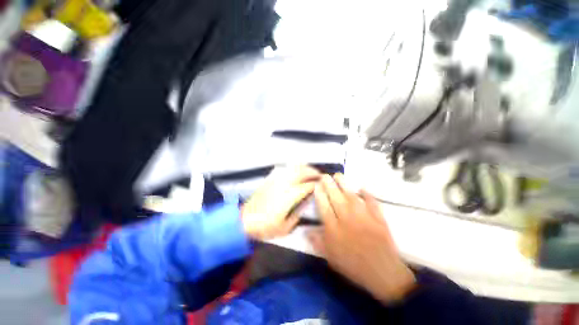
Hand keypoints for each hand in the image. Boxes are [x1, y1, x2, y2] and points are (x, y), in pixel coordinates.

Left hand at [242, 165, 319, 239]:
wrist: (244, 221)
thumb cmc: (265, 227)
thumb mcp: (285, 227)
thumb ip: (298, 213)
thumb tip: (307, 202)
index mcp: (289, 196)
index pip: (307, 186)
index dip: (316, 184)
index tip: (322, 185)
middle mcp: (283, 184)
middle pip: (301, 172)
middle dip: (312, 172)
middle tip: (319, 175)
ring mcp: (276, 180)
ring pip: (293, 168)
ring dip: (304, 168)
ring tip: (310, 171)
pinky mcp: (270, 179)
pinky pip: (284, 169)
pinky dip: (293, 168)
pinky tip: (296, 171)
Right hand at [309, 174, 415, 303]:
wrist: (382, 274)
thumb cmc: (353, 265)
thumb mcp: (330, 257)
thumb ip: (317, 242)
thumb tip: (306, 230)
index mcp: (334, 229)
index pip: (324, 207)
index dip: (319, 194)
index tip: (316, 185)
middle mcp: (347, 219)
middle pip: (336, 198)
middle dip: (329, 185)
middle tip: (325, 175)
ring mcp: (363, 217)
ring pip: (351, 197)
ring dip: (344, 185)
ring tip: (338, 175)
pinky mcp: (377, 218)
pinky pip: (371, 202)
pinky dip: (367, 195)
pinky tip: (362, 188)